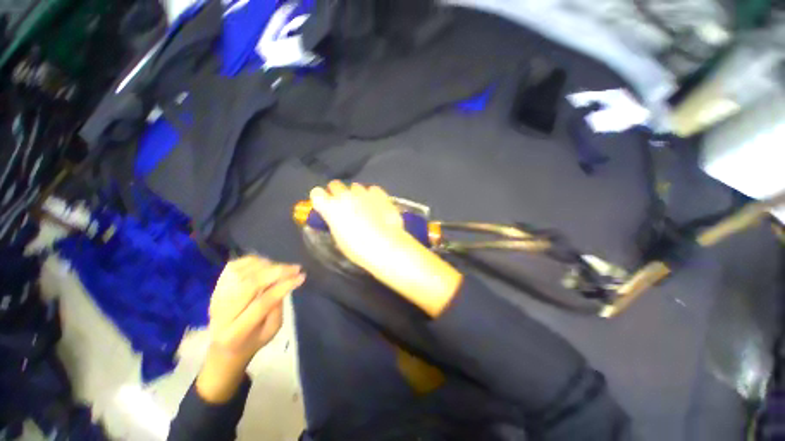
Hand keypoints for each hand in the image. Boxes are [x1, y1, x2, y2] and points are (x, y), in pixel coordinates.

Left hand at [196, 255, 304, 402]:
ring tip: (282, 267)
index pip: (261, 303)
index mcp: (236, 333)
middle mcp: (221, 314)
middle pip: (250, 284)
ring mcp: (216, 298)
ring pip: (242, 272)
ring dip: (266, 265)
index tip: (301, 277)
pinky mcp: (215, 287)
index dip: (283, 287)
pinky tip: (266, 264)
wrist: (223, 347)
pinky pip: (233, 266)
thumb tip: (284, 282)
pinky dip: (252, 261)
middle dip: (277, 272)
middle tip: (296, 268)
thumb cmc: (253, 341)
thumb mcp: (271, 331)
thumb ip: (277, 307)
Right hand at [310, 181, 406, 272]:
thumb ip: (335, 223)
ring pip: (355, 187)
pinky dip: (372, 196)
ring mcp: (363, 193)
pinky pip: (372, 190)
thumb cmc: (359, 248)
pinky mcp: (379, 194)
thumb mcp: (339, 238)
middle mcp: (345, 196)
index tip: (325, 204)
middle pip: (335, 185)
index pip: (317, 193)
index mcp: (330, 208)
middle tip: (344, 205)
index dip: (321, 198)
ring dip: (357, 195)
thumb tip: (337, 218)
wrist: (386, 246)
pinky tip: (377, 206)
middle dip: (338, 193)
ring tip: (364, 208)